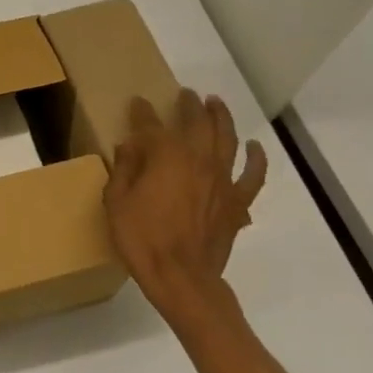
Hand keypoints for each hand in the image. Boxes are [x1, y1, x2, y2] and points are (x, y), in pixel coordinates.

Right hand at [104, 91, 265, 334]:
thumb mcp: (116, 202)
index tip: (137, 102)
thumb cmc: (141, 239)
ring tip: (216, 103)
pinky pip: (253, 175)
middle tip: (185, 94)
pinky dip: (256, 158)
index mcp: (165, 156)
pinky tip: (254, 147)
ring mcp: (223, 179)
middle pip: (197, 122)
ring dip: (221, 117)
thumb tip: (129, 147)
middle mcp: (198, 159)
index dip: (143, 112)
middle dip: (189, 105)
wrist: (181, 277)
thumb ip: (124, 170)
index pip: (152, 124)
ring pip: (227, 138)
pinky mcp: (237, 201)